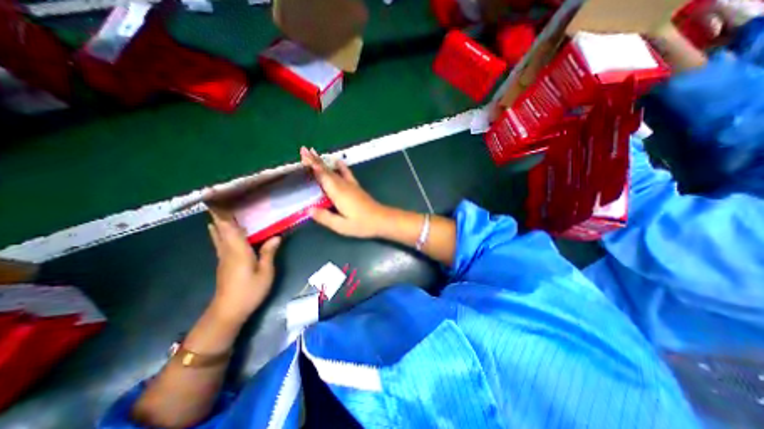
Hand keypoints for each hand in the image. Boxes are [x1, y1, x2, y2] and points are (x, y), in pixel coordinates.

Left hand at [208, 210, 281, 323]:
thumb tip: (276, 236)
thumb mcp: (265, 272)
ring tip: (223, 212)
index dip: (223, 213)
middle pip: (220, 229)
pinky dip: (222, 233)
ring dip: (219, 223)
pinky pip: (221, 242)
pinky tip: (227, 232)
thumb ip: (268, 253)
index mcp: (238, 250)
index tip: (221, 199)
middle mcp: (227, 251)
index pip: (228, 227)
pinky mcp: (223, 263)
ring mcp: (223, 257)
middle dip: (219, 215)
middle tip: (224, 201)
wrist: (228, 311)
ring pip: (218, 236)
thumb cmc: (249, 291)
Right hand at [302, 145, 390, 236]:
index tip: (303, 156)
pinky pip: (347, 174)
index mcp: (338, 193)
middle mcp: (343, 186)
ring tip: (314, 153)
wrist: (382, 219)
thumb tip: (309, 210)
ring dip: (323, 162)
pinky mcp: (356, 187)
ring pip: (334, 171)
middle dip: (314, 160)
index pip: (323, 176)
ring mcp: (351, 185)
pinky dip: (342, 167)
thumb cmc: (362, 224)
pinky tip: (338, 161)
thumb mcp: (342, 225)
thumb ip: (325, 217)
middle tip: (303, 150)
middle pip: (327, 171)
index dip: (312, 166)